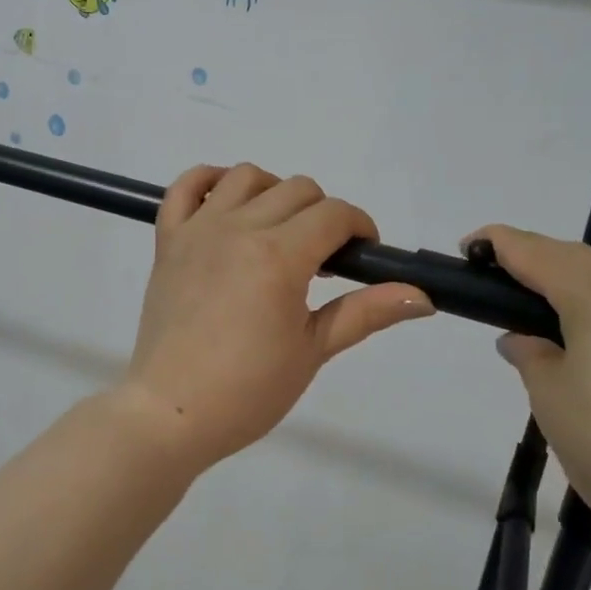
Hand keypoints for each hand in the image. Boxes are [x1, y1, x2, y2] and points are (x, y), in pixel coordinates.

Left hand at [122, 164, 435, 470]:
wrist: (171, 413)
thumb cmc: (248, 390)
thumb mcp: (313, 351)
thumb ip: (365, 312)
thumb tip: (423, 296)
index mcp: (279, 256)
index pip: (334, 214)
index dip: (360, 228)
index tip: (363, 256)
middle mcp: (239, 228)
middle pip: (297, 189)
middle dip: (323, 215)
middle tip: (321, 261)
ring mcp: (198, 229)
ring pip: (246, 176)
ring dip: (274, 193)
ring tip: (279, 232)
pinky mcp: (168, 240)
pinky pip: (184, 186)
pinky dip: (208, 182)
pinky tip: (226, 204)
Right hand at [473, 224, 590, 559]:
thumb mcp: (552, 402)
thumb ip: (531, 356)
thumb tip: (524, 340)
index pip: (533, 250)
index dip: (495, 244)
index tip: (469, 250)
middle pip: (578, 260)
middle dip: (538, 269)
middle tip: (507, 301)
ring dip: (582, 293)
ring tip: (559, 333)